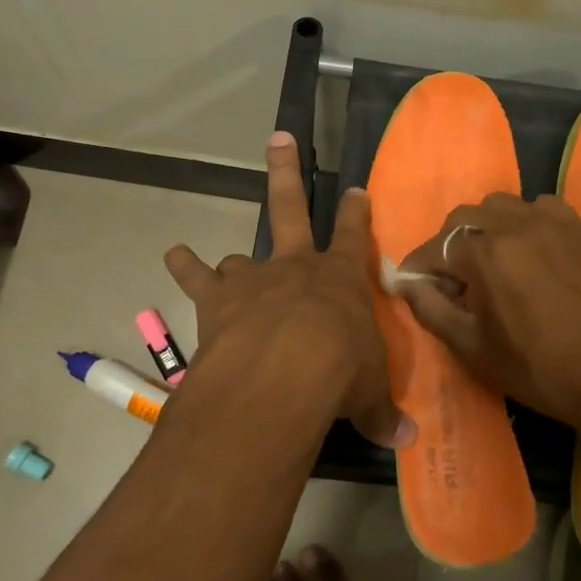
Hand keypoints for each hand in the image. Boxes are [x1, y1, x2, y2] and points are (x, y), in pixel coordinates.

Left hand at [164, 133, 412, 448]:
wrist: (285, 371)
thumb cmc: (340, 373)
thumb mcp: (367, 395)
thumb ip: (380, 413)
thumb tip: (406, 441)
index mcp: (340, 281)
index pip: (355, 238)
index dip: (356, 213)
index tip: (356, 190)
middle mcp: (296, 268)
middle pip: (291, 208)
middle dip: (287, 172)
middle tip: (280, 138)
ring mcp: (254, 279)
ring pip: (241, 256)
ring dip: (233, 261)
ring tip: (223, 265)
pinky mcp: (217, 300)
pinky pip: (197, 277)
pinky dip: (184, 266)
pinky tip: (174, 256)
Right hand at [395, 192, 580, 431]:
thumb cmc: (536, 367)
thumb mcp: (471, 347)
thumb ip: (430, 308)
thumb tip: (404, 282)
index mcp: (484, 253)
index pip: (435, 247)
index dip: (419, 268)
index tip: (415, 286)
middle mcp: (515, 225)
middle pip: (464, 218)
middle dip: (449, 244)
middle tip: (454, 279)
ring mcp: (552, 222)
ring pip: (502, 206)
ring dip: (486, 228)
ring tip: (493, 262)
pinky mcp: (580, 229)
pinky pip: (541, 208)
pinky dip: (526, 222)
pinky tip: (532, 251)